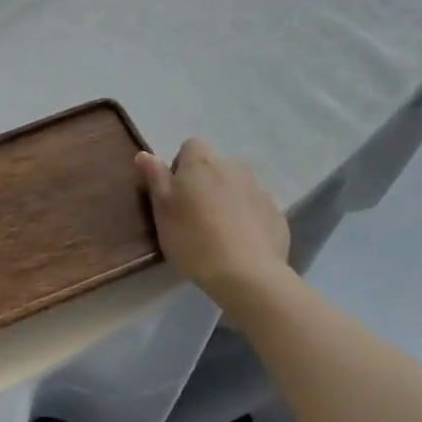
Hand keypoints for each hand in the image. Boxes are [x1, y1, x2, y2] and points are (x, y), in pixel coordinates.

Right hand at [136, 139, 291, 308]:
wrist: (246, 274)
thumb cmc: (193, 239)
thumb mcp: (162, 210)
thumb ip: (155, 178)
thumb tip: (145, 154)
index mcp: (202, 162)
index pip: (190, 146)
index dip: (180, 167)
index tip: (176, 194)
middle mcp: (233, 168)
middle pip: (216, 166)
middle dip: (206, 183)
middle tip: (194, 214)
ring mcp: (259, 190)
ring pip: (238, 186)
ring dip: (228, 199)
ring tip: (219, 231)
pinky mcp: (276, 214)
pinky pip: (256, 208)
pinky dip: (247, 219)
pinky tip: (240, 244)